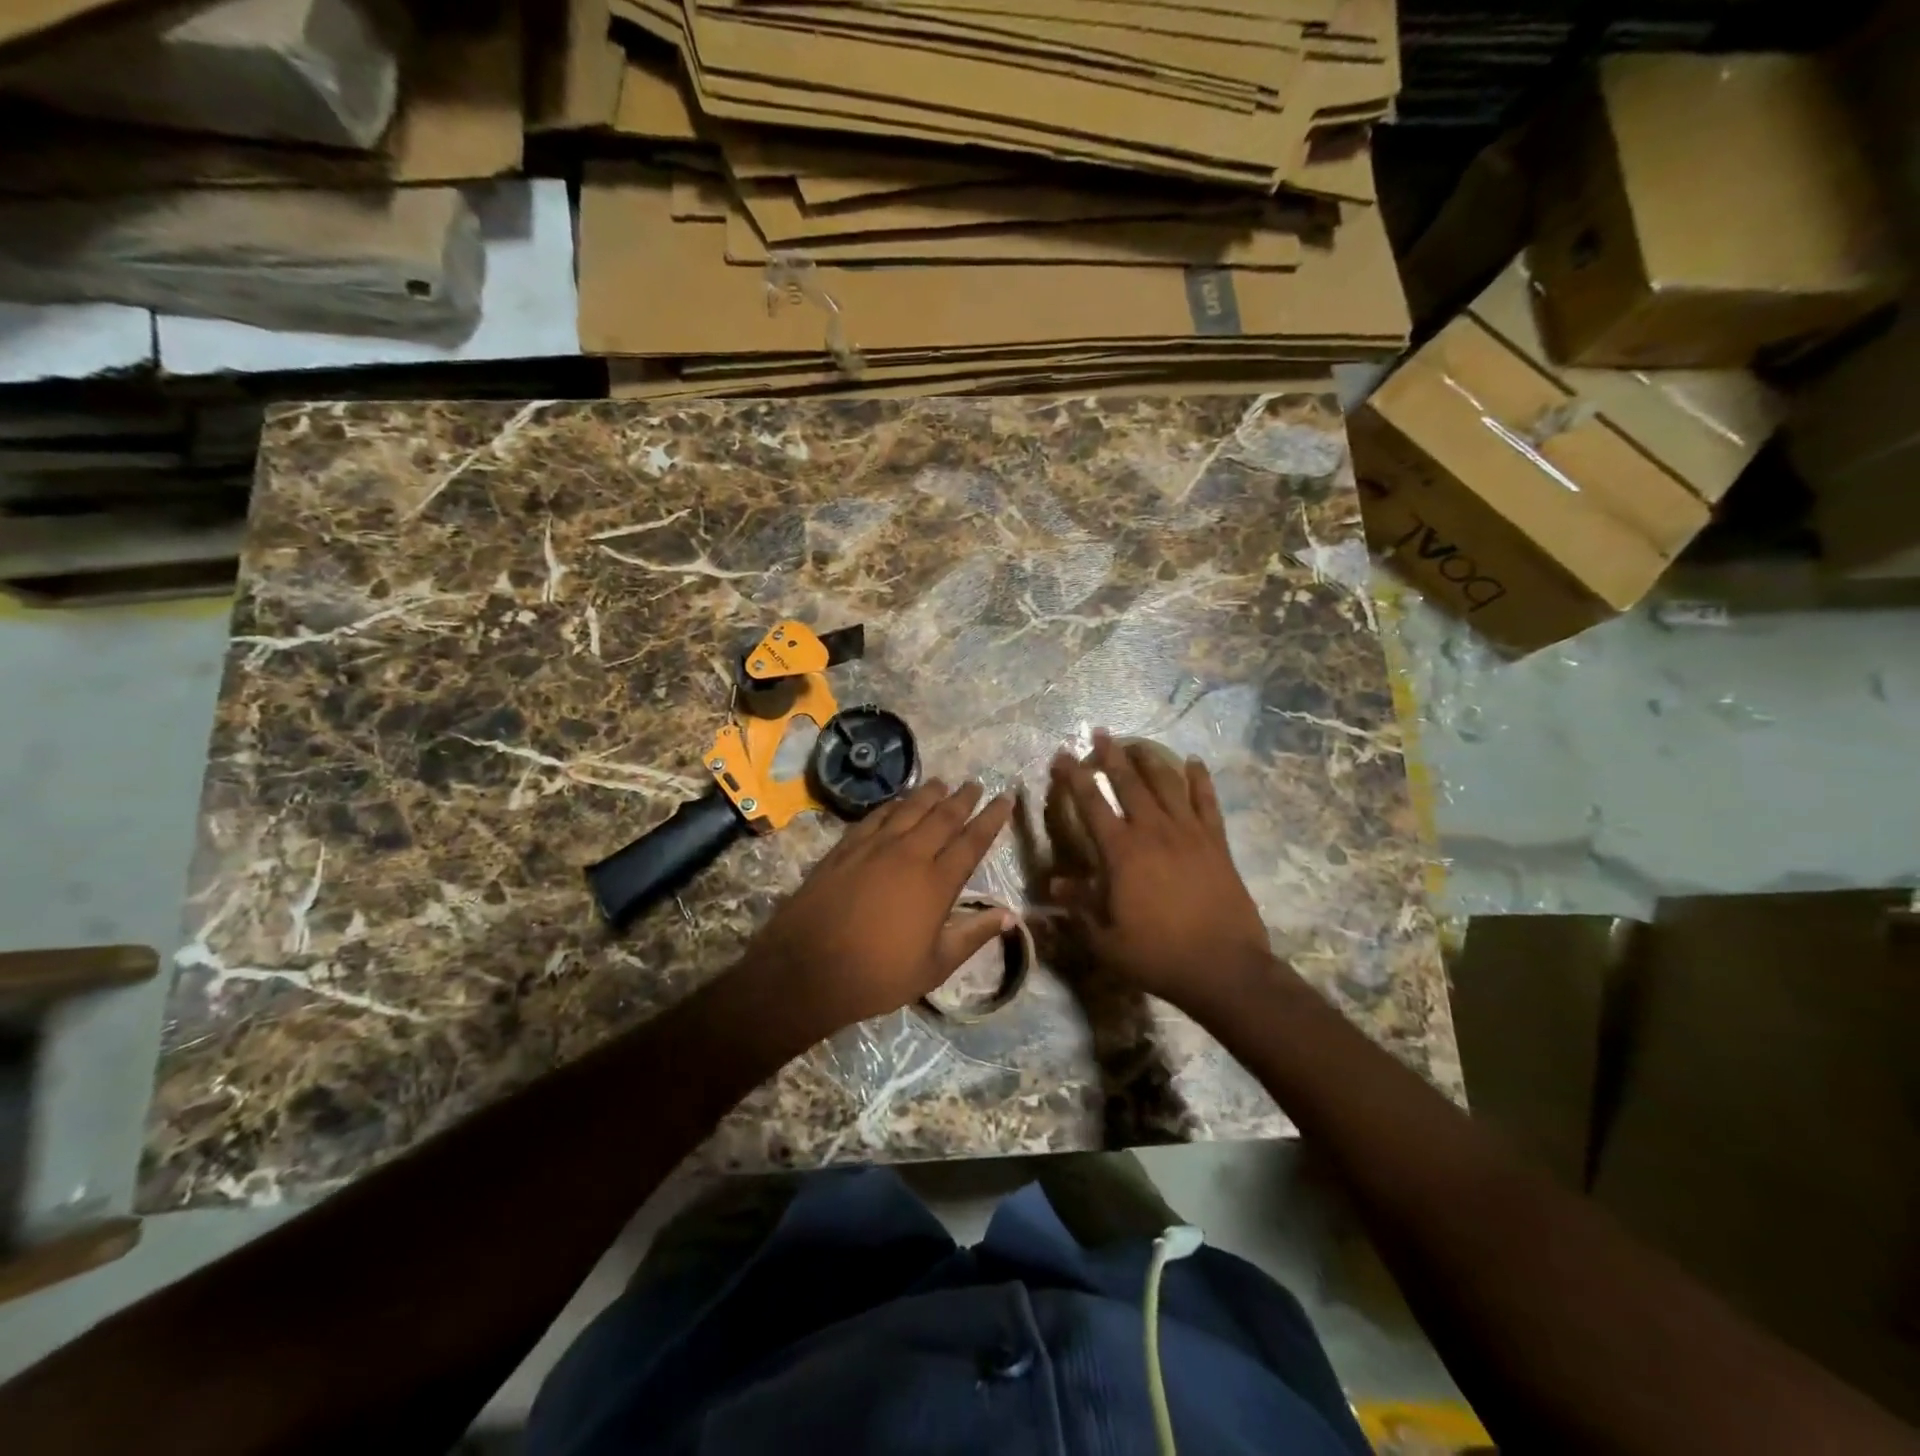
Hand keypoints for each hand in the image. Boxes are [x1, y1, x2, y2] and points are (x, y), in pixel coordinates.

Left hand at [742, 780, 1015, 1042]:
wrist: (807, 968)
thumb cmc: (877, 976)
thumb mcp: (935, 967)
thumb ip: (973, 936)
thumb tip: (1010, 916)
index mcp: (936, 884)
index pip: (972, 842)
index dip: (991, 818)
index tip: (1005, 799)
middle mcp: (909, 855)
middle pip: (943, 817)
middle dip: (963, 799)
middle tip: (976, 785)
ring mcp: (874, 847)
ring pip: (909, 809)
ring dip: (929, 793)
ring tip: (942, 783)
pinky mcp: (845, 848)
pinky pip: (876, 816)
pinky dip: (893, 804)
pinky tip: (898, 802)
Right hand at [1046, 730, 1271, 1010]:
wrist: (1223, 967)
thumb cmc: (1157, 955)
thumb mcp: (1105, 937)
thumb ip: (1078, 905)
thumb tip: (1054, 882)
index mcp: (1121, 852)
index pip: (1091, 804)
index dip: (1074, 778)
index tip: (1063, 756)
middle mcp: (1153, 831)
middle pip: (1128, 782)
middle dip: (1111, 755)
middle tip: (1099, 732)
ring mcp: (1189, 833)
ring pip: (1166, 783)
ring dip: (1149, 759)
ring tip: (1137, 742)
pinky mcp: (1216, 842)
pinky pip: (1206, 801)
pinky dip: (1200, 779)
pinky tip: (1194, 763)